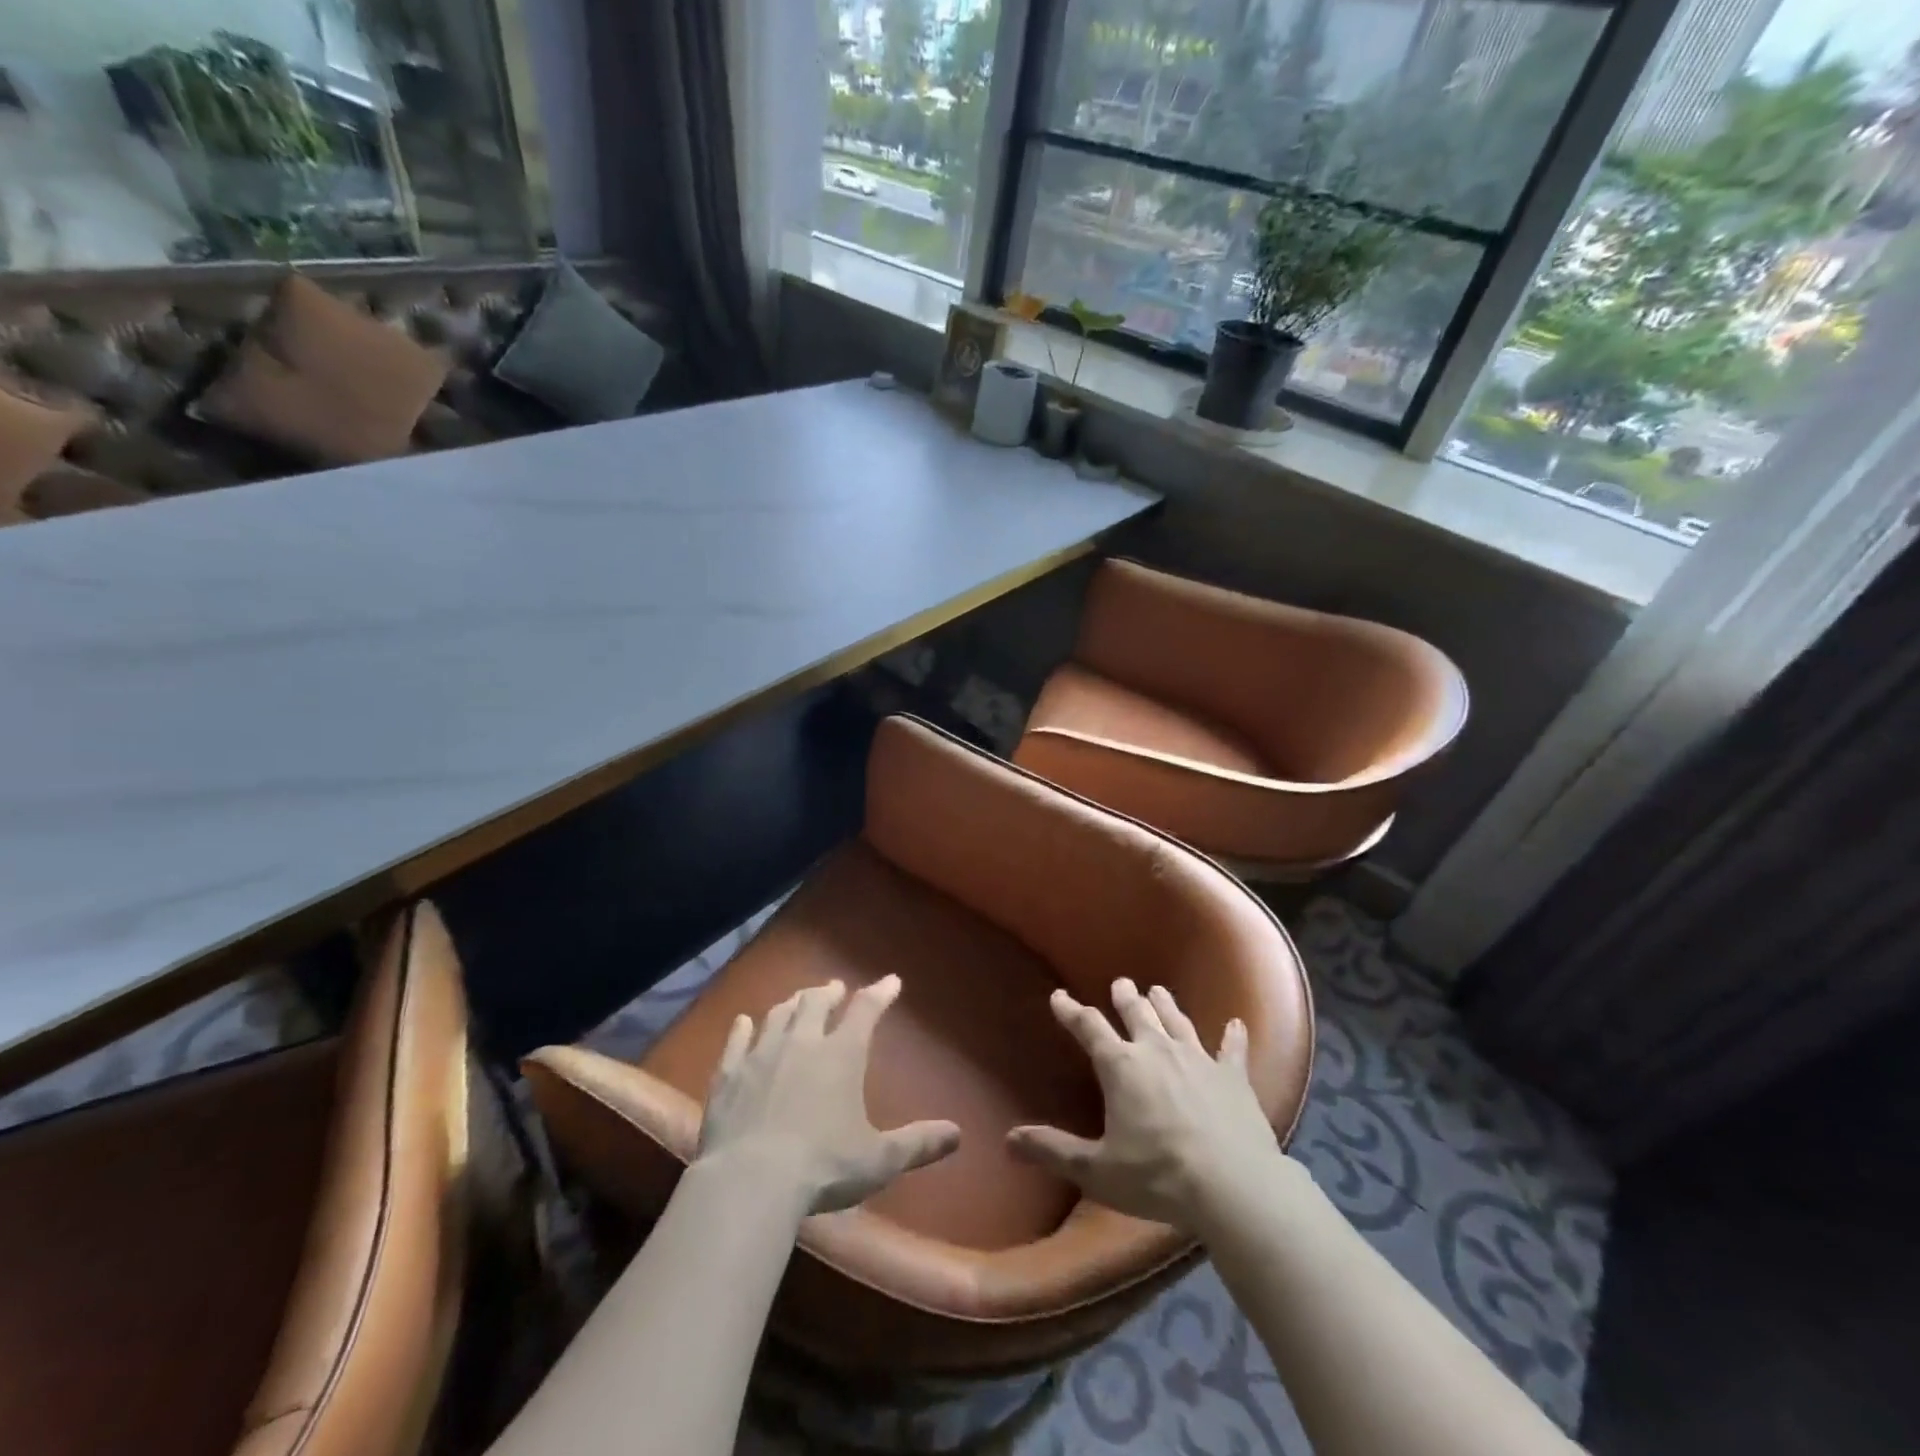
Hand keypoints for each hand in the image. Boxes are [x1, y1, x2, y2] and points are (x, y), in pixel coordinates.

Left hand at [696, 976, 960, 1214]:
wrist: (750, 1181)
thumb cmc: (823, 1166)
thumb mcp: (880, 1159)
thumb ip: (918, 1143)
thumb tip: (957, 1134)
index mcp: (842, 1054)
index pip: (866, 1010)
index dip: (880, 993)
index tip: (891, 981)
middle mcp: (803, 1042)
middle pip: (816, 1003)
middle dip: (828, 992)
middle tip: (834, 988)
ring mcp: (761, 1054)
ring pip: (778, 1015)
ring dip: (792, 1003)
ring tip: (798, 1000)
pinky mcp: (728, 1075)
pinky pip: (736, 1040)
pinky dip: (742, 1028)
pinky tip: (743, 1022)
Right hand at [1007, 979, 1279, 1229]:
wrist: (1233, 1185)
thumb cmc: (1158, 1176)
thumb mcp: (1097, 1170)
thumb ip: (1054, 1151)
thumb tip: (1008, 1141)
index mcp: (1121, 1066)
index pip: (1089, 1028)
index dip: (1071, 1011)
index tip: (1059, 996)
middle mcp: (1157, 1050)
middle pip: (1137, 1014)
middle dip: (1125, 997)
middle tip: (1120, 983)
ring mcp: (1198, 1058)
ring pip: (1177, 1021)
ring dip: (1166, 1005)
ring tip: (1158, 990)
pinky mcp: (1233, 1076)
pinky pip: (1232, 1049)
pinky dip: (1233, 1036)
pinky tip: (1237, 1024)